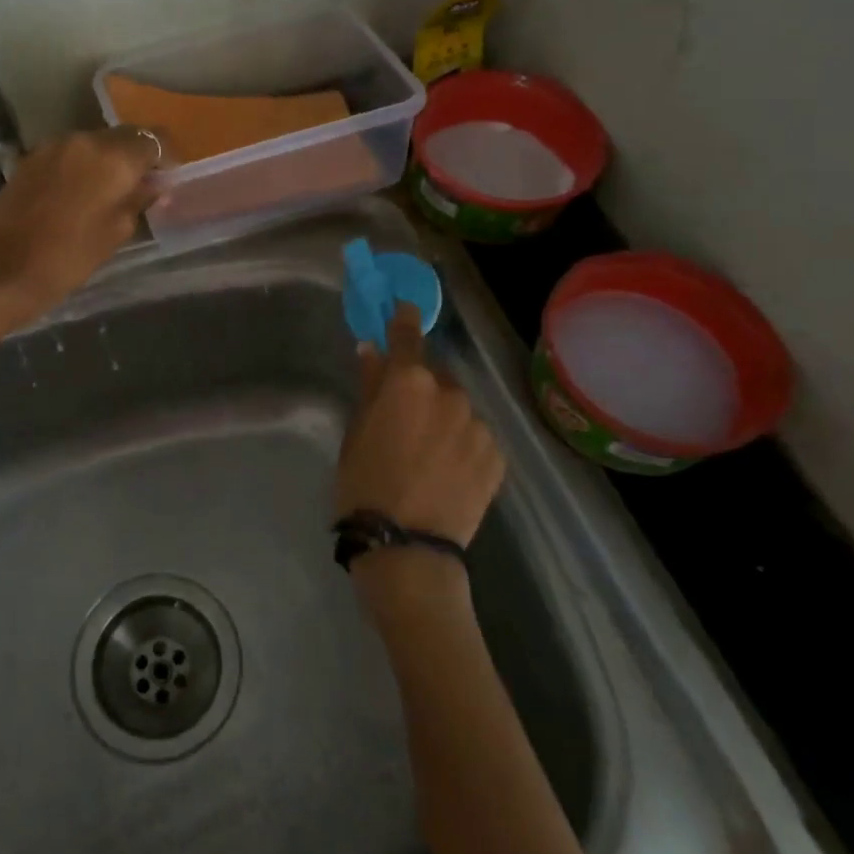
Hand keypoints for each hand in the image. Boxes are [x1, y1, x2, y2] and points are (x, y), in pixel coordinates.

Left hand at [0, 127, 159, 325]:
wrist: (2, 272)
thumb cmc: (69, 258)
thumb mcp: (116, 232)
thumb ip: (139, 200)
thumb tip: (153, 185)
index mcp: (112, 157)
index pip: (153, 139)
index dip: (165, 157)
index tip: (167, 179)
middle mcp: (82, 140)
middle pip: (121, 138)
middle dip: (134, 159)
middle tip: (140, 189)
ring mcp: (51, 147)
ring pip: (91, 145)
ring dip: (105, 163)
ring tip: (107, 194)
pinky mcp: (28, 160)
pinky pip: (66, 156)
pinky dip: (79, 169)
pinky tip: (77, 196)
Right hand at [335, 303, 504, 549]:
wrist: (406, 545)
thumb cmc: (364, 484)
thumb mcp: (356, 431)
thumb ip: (369, 385)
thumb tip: (372, 349)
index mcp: (408, 381)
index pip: (407, 334)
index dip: (403, 318)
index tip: (403, 308)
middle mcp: (450, 393)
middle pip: (434, 375)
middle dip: (421, 385)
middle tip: (405, 415)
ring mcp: (479, 424)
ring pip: (458, 407)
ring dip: (444, 416)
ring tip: (427, 452)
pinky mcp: (497, 455)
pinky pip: (476, 436)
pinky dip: (463, 443)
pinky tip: (447, 470)